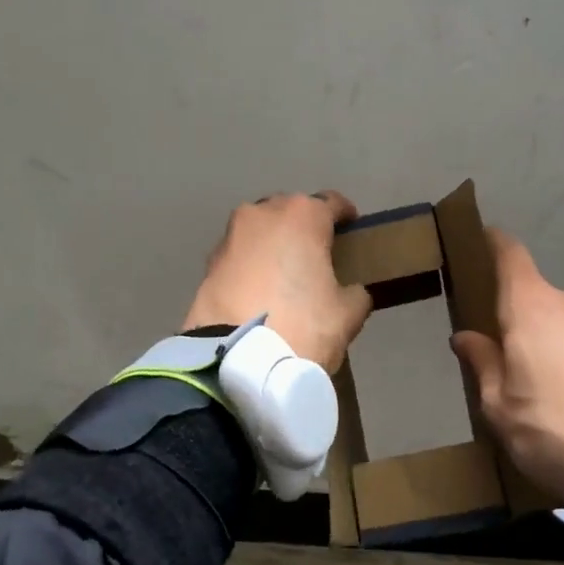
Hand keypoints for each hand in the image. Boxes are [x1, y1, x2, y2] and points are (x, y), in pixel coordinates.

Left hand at [184, 192, 372, 373]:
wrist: (237, 361)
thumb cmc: (303, 325)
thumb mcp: (348, 313)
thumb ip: (355, 292)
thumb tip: (350, 290)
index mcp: (303, 215)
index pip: (332, 203)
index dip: (346, 217)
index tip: (353, 232)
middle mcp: (263, 214)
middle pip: (290, 212)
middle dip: (303, 229)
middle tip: (317, 257)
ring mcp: (230, 237)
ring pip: (260, 232)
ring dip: (273, 246)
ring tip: (284, 277)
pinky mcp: (208, 264)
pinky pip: (240, 257)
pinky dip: (251, 267)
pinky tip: (259, 293)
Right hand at [451, 229, 563, 506]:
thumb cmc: (554, 427)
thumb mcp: (500, 406)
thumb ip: (482, 364)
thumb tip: (464, 336)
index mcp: (530, 307)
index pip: (510, 256)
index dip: (496, 244)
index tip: (485, 239)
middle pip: (539, 299)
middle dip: (524, 321)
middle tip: (514, 360)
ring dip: (557, 344)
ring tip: (551, 392)